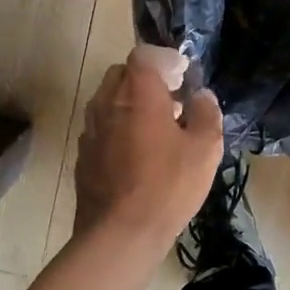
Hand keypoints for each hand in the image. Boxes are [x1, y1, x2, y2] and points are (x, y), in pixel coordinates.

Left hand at [73, 47, 223, 249]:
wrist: (119, 234)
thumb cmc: (168, 186)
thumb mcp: (204, 148)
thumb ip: (206, 113)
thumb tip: (201, 96)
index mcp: (138, 94)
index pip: (145, 56)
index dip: (166, 60)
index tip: (184, 75)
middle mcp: (108, 103)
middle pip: (122, 74)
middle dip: (147, 79)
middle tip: (172, 98)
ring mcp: (91, 130)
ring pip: (109, 100)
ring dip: (131, 103)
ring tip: (158, 127)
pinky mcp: (83, 155)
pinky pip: (102, 127)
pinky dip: (119, 127)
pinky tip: (138, 153)